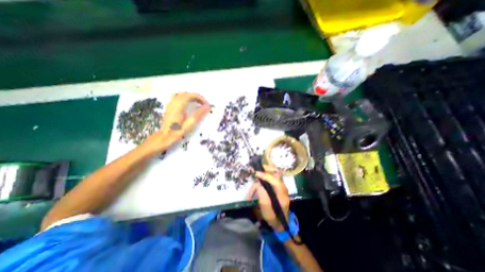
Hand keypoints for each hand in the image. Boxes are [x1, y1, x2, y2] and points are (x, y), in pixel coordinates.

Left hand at [139, 92, 209, 155]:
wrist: (165, 136)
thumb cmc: (178, 131)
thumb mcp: (190, 123)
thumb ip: (198, 113)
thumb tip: (207, 106)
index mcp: (178, 105)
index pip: (190, 95)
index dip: (200, 98)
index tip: (206, 103)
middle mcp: (173, 102)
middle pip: (186, 93)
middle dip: (196, 97)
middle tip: (203, 103)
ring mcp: (170, 103)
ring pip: (181, 94)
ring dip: (190, 97)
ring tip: (197, 103)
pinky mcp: (169, 106)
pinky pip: (177, 97)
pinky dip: (185, 98)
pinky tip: (188, 104)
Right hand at [247, 165, 288, 230]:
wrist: (281, 223)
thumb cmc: (274, 219)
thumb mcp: (267, 213)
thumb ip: (264, 199)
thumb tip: (259, 186)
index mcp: (282, 195)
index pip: (276, 181)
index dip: (266, 176)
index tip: (256, 174)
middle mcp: (283, 188)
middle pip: (277, 173)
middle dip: (267, 168)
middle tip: (257, 168)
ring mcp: (281, 186)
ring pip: (274, 173)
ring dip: (264, 172)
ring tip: (256, 175)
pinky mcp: (277, 186)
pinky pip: (271, 177)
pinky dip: (264, 176)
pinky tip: (258, 181)